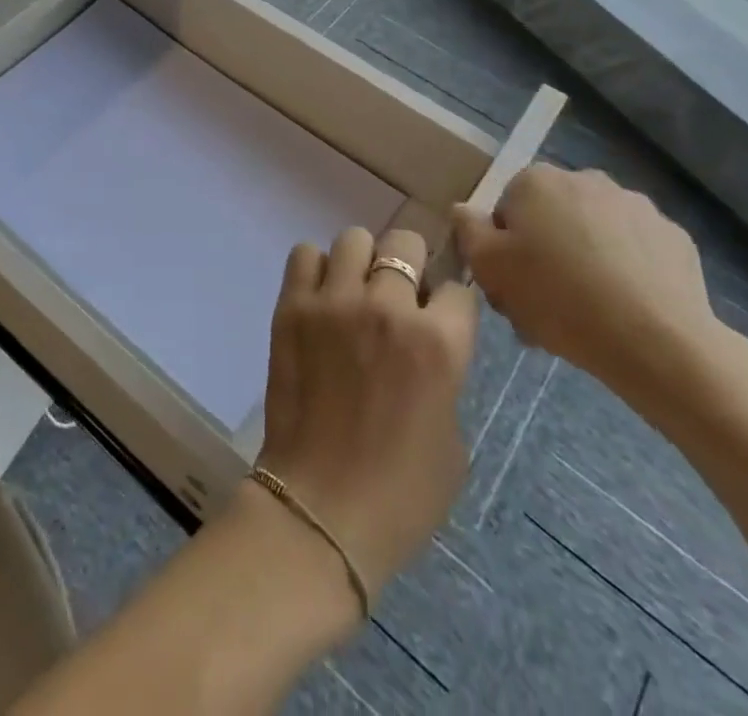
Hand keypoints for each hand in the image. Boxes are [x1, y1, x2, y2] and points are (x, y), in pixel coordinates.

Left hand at [256, 224, 479, 602]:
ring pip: (352, 239)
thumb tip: (426, 341)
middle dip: (409, 264)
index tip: (439, 318)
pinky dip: (315, 269)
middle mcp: (386, 308)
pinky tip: (320, 300)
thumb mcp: (453, 436)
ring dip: (360, 262)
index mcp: (438, 343)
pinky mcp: (291, 307)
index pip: (456, 287)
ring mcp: (333, 302)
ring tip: (354, 293)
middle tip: (397, 296)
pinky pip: (304, 255)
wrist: (322, 508)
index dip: (450, 303)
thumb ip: (443, 371)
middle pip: (403, 243)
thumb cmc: (402, 491)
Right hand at [451, 165, 722, 399]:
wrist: (656, 342)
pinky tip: (623, 309)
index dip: (503, 246)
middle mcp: (586, 179)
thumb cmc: (557, 298)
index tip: (511, 282)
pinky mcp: (675, 238)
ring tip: (586, 312)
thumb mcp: (489, 267)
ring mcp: (637, 206)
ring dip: (585, 259)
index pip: (507, 207)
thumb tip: (464, 209)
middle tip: (544, 302)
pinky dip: (626, 271)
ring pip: (594, 232)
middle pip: (551, 216)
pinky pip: (635, 250)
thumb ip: (467, 229)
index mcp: (537, 181)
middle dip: (545, 252)